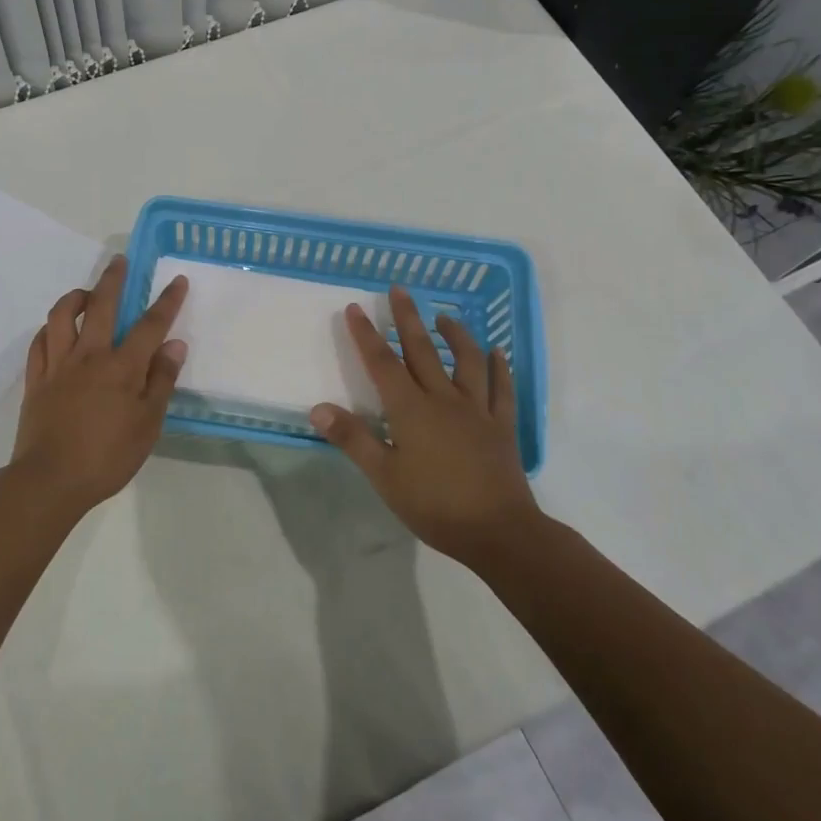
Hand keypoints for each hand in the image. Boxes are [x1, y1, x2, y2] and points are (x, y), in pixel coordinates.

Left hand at [11, 255, 188, 511]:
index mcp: (121, 367)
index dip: (166, 301)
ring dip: (74, 297)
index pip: (149, 325)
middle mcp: (89, 355)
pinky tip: (56, 329)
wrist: (50, 480)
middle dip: (113, 279)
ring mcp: (58, 365)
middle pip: (101, 305)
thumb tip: (175, 345)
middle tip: (119, 261)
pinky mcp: (36, 379)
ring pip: (61, 316)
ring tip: (86, 293)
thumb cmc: (108, 456)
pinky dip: (49, 329)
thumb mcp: (148, 424)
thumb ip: (161, 381)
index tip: (176, 280)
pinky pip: (39, 342)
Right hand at [310, 285, 539, 564]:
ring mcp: (477, 410)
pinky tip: (497, 353)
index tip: (356, 308)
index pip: (383, 363)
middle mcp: (444, 399)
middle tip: (400, 289)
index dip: (367, 335)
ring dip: (455, 334)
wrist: (499, 531)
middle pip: (423, 350)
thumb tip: (318, 408)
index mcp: (411, 410)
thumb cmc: (435, 505)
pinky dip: (499, 367)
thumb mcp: (384, 477)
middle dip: (408, 318)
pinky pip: (502, 389)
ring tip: (445, 316)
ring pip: (466, 361)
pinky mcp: (502, 426)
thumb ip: (353, 439)